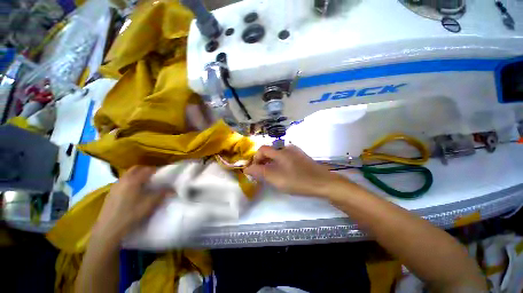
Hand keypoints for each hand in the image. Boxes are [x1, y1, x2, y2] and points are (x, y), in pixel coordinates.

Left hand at [93, 166, 168, 241]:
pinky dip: (131, 182)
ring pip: (128, 175)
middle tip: (155, 177)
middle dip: (146, 170)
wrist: (109, 229)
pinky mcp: (111, 193)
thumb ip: (162, 193)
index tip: (164, 174)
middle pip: (136, 169)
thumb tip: (173, 189)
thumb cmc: (131, 214)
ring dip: (138, 176)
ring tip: (145, 184)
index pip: (148, 169)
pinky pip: (123, 181)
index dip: (157, 170)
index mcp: (133, 180)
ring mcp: (115, 186)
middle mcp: (123, 179)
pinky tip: (134, 192)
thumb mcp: (150, 204)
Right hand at [244, 145, 342, 196]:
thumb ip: (260, 172)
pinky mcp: (300, 157)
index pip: (262, 149)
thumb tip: (247, 168)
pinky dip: (279, 163)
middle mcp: (287, 148)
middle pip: (270, 151)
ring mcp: (295, 152)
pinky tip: (283, 173)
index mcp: (281, 151)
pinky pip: (285, 157)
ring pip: (277, 155)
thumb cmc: (298, 180)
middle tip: (261, 173)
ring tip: (271, 174)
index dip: (256, 158)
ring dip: (271, 163)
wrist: (324, 183)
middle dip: (263, 161)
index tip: (254, 169)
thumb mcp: (276, 178)